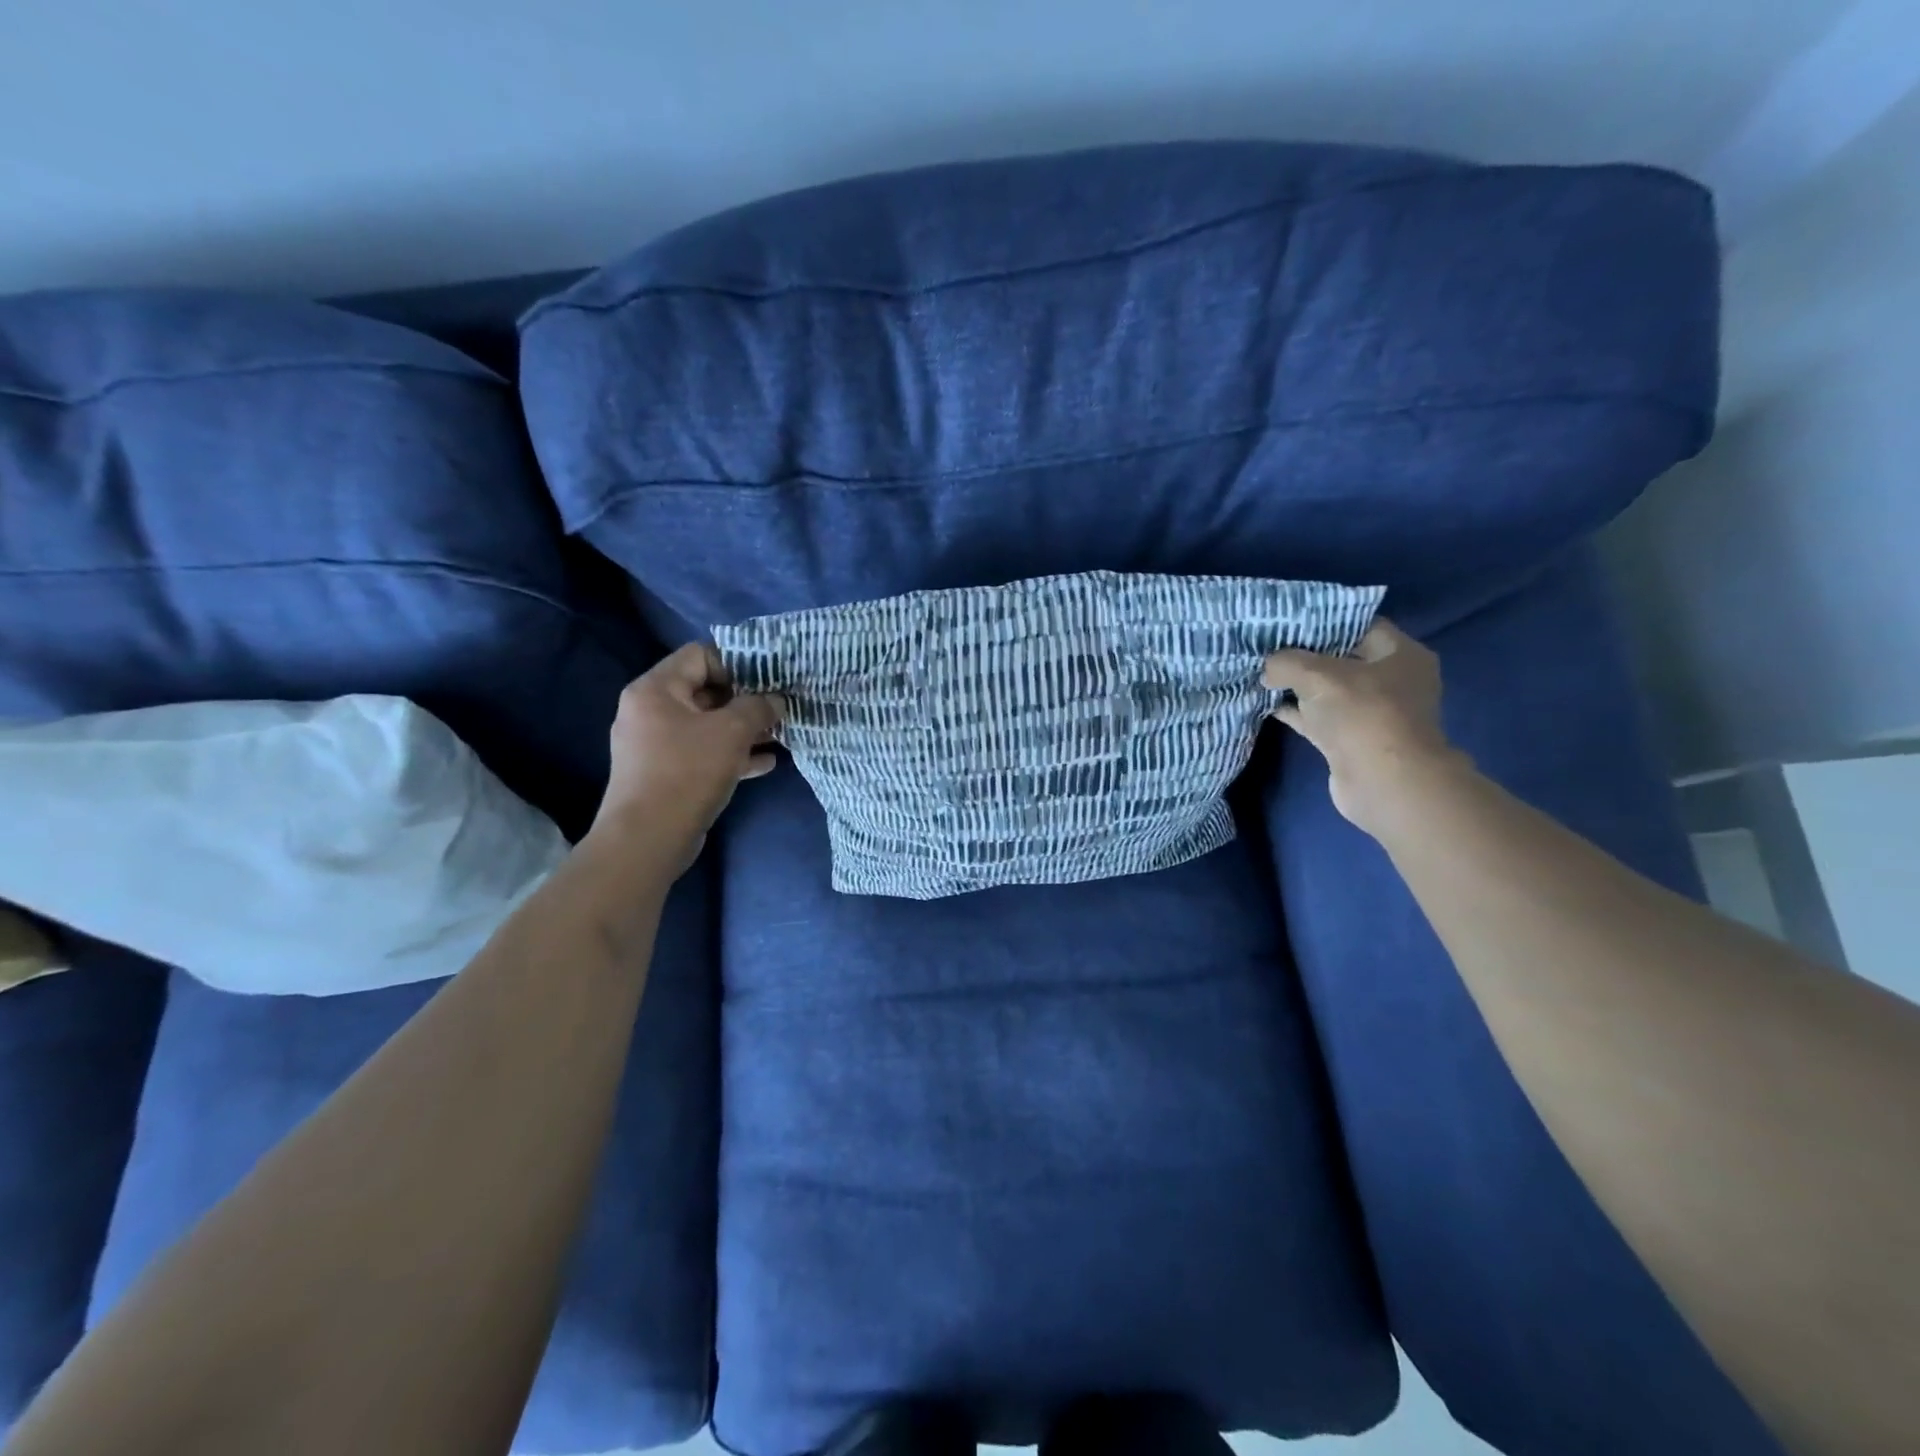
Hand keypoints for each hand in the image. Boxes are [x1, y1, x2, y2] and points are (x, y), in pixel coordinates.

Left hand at [590, 643, 783, 870]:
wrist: (648, 838)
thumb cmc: (688, 771)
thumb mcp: (732, 732)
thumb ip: (758, 707)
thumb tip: (775, 700)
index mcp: (655, 689)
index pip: (699, 656)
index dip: (737, 664)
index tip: (767, 683)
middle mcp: (649, 711)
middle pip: (705, 691)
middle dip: (746, 700)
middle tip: (779, 709)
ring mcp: (655, 745)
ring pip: (708, 726)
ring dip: (744, 730)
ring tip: (779, 735)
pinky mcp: (665, 774)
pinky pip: (703, 753)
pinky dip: (731, 754)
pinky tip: (765, 763)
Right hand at [1262, 619, 1460, 836]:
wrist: (1383, 783)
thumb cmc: (1363, 715)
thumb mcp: (1319, 675)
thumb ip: (1287, 662)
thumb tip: (1267, 668)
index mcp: (1400, 654)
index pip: (1359, 625)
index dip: (1322, 621)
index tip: (1287, 621)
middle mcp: (1390, 681)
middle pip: (1341, 658)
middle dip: (1304, 653)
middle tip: (1267, 645)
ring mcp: (1370, 713)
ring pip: (1326, 690)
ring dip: (1295, 684)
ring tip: (1260, 671)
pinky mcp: (1350, 739)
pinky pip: (1317, 717)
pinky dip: (1294, 710)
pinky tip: (1265, 702)